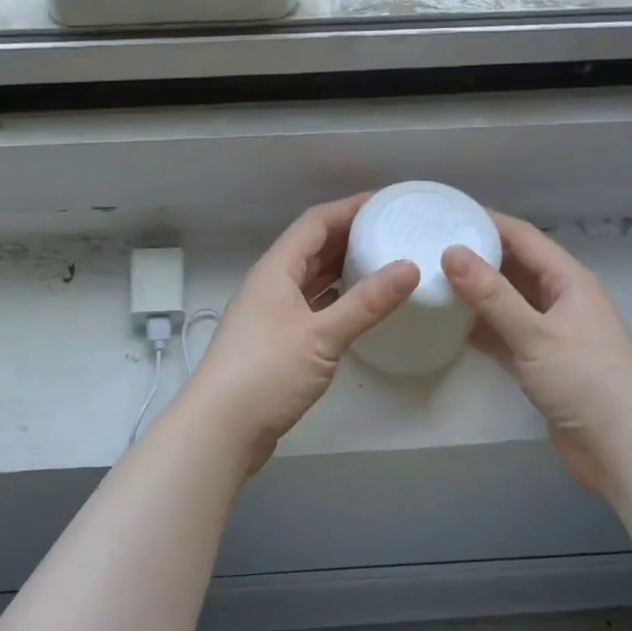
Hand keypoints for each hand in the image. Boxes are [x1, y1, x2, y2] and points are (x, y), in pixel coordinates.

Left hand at [183, 194, 419, 466]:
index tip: (387, 202)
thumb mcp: (322, 335)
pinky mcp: (275, 341)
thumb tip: (410, 268)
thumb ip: (366, 302)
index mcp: (276, 270)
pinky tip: (358, 306)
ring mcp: (271, 314)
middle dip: (350, 235)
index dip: (350, 208)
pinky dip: (335, 299)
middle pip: (312, 247)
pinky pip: (311, 305)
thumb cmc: (266, 372)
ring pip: (310, 278)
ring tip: (383, 261)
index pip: (315, 222)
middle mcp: (271, 284)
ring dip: (342, 268)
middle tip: (392, 231)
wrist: (221, 428)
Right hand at [441, 213, 631, 493]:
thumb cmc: (586, 383)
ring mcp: (552, 331)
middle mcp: (561, 299)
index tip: (446, 213)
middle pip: (515, 266)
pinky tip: (451, 324)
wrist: (624, 450)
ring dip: (477, 292)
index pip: (523, 237)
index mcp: (569, 280)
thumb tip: (451, 252)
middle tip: (430, 246)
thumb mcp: (534, 334)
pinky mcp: (542, 362)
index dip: (487, 222)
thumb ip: (491, 294)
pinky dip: (482, 326)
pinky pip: (506, 332)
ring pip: (508, 300)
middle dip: (477, 255)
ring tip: (432, 279)